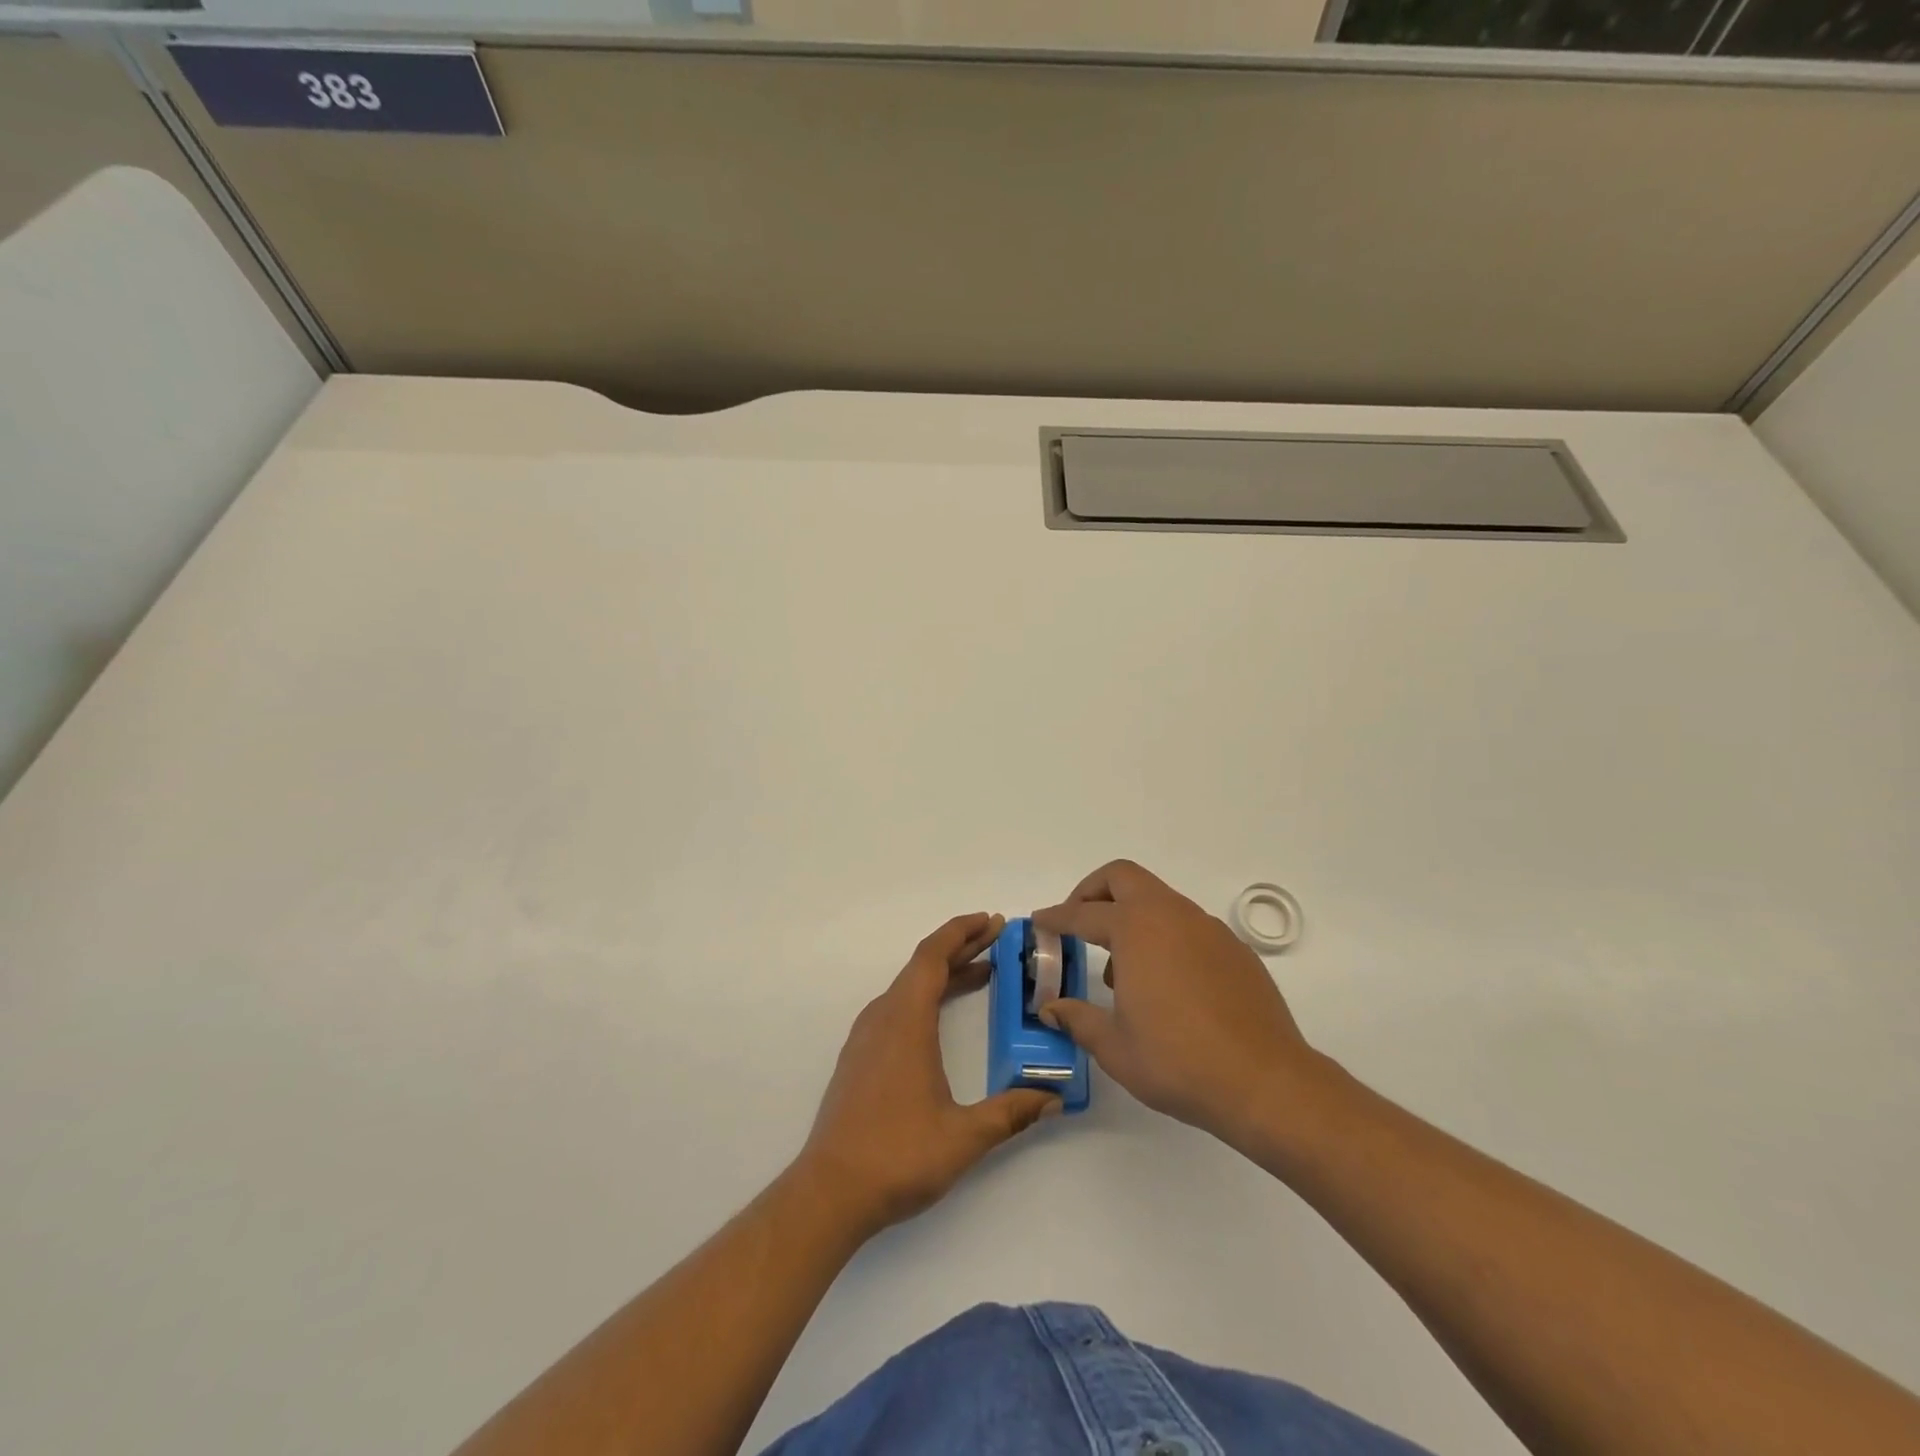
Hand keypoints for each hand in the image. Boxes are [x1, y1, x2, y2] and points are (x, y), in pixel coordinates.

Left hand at [795, 913, 1059, 1238]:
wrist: (829, 1192)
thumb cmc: (897, 1156)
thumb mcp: (964, 1137)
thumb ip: (1011, 1113)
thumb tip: (1053, 1098)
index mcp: (905, 1021)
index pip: (933, 956)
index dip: (962, 932)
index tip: (992, 921)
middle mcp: (883, 1018)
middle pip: (922, 966)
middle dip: (961, 947)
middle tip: (998, 939)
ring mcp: (867, 1037)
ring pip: (909, 986)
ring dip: (944, 973)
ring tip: (982, 972)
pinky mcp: (860, 1057)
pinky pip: (898, 1007)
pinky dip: (927, 996)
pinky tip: (943, 1016)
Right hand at [1035, 861, 1321, 1146]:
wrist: (1266, 1082)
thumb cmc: (1179, 1061)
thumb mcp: (1115, 1046)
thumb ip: (1078, 1019)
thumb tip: (1052, 1008)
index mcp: (1136, 930)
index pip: (1083, 914)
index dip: (1056, 917)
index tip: (1039, 922)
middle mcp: (1172, 916)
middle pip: (1123, 878)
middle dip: (1093, 892)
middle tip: (1077, 923)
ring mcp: (1209, 929)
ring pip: (1159, 900)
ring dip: (1130, 917)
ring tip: (1120, 970)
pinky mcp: (1235, 950)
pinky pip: (1188, 926)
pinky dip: (1164, 936)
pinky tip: (1166, 984)